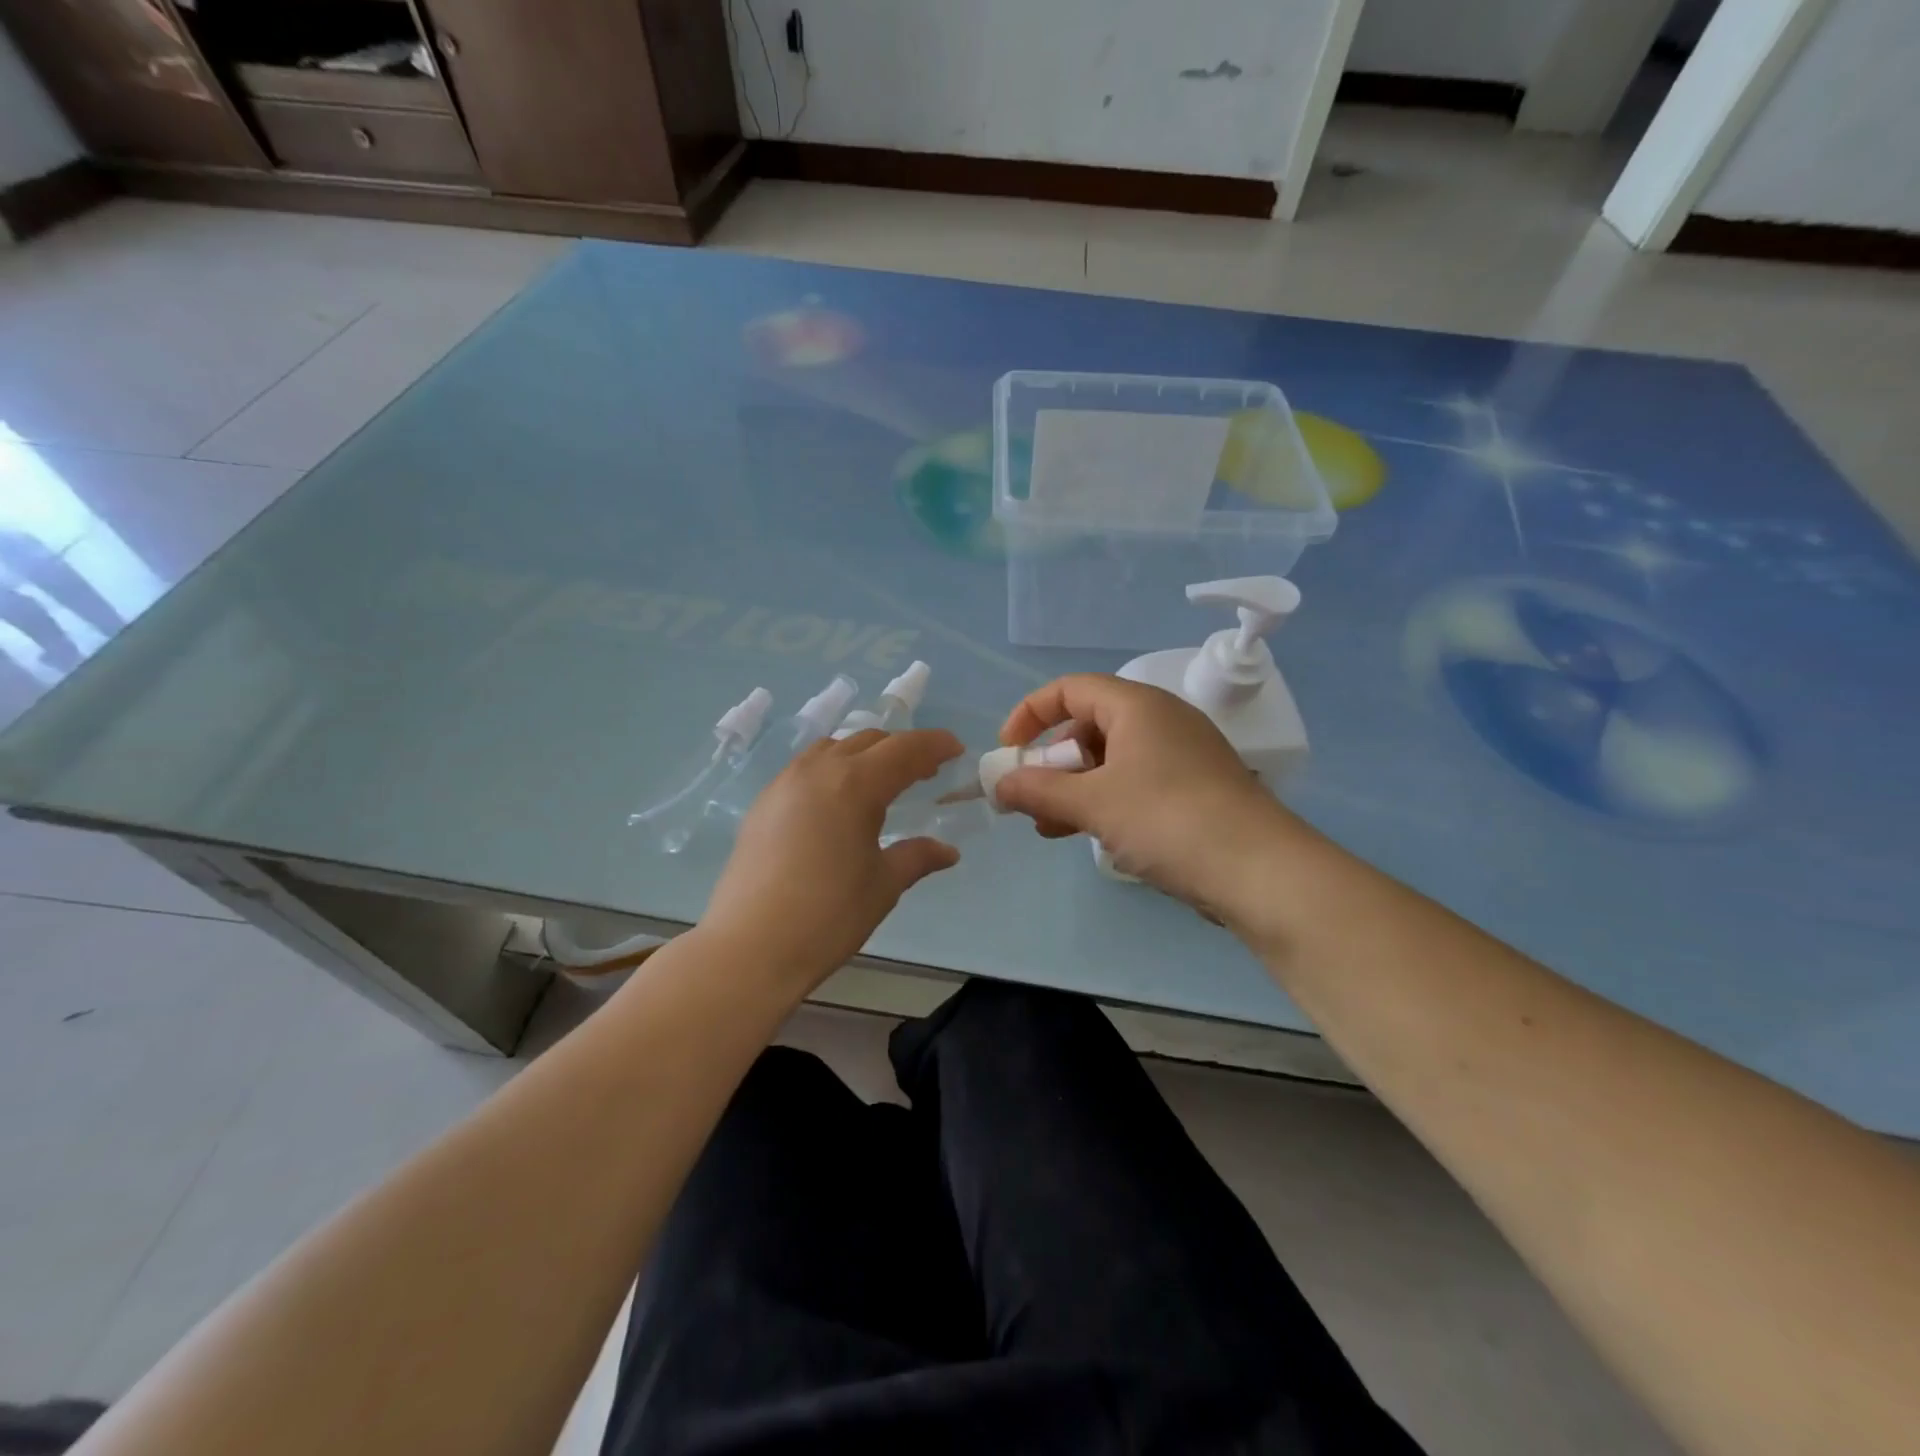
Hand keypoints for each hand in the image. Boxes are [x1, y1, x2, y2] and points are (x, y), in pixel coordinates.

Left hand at [701, 728, 964, 990]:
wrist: (750, 948)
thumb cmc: (828, 916)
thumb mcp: (883, 885)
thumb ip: (917, 857)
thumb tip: (948, 851)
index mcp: (854, 784)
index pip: (905, 749)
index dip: (934, 745)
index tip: (956, 749)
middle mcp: (818, 770)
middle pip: (868, 741)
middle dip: (902, 749)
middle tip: (925, 773)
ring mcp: (785, 783)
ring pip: (833, 748)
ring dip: (864, 755)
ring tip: (881, 784)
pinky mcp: (763, 803)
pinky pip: (806, 768)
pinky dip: (833, 770)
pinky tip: (838, 803)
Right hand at [993, 674, 1301, 919]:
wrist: (1259, 870)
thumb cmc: (1167, 819)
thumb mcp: (1093, 803)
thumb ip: (1038, 790)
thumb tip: (999, 784)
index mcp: (1137, 706)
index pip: (1070, 689)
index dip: (1030, 713)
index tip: (1007, 750)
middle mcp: (1160, 721)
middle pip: (1089, 726)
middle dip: (1052, 762)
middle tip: (1029, 798)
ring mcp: (1181, 757)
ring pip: (1111, 761)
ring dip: (1074, 789)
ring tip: (1048, 827)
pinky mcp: (1194, 790)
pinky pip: (1135, 785)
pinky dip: (1105, 803)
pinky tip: (1090, 836)